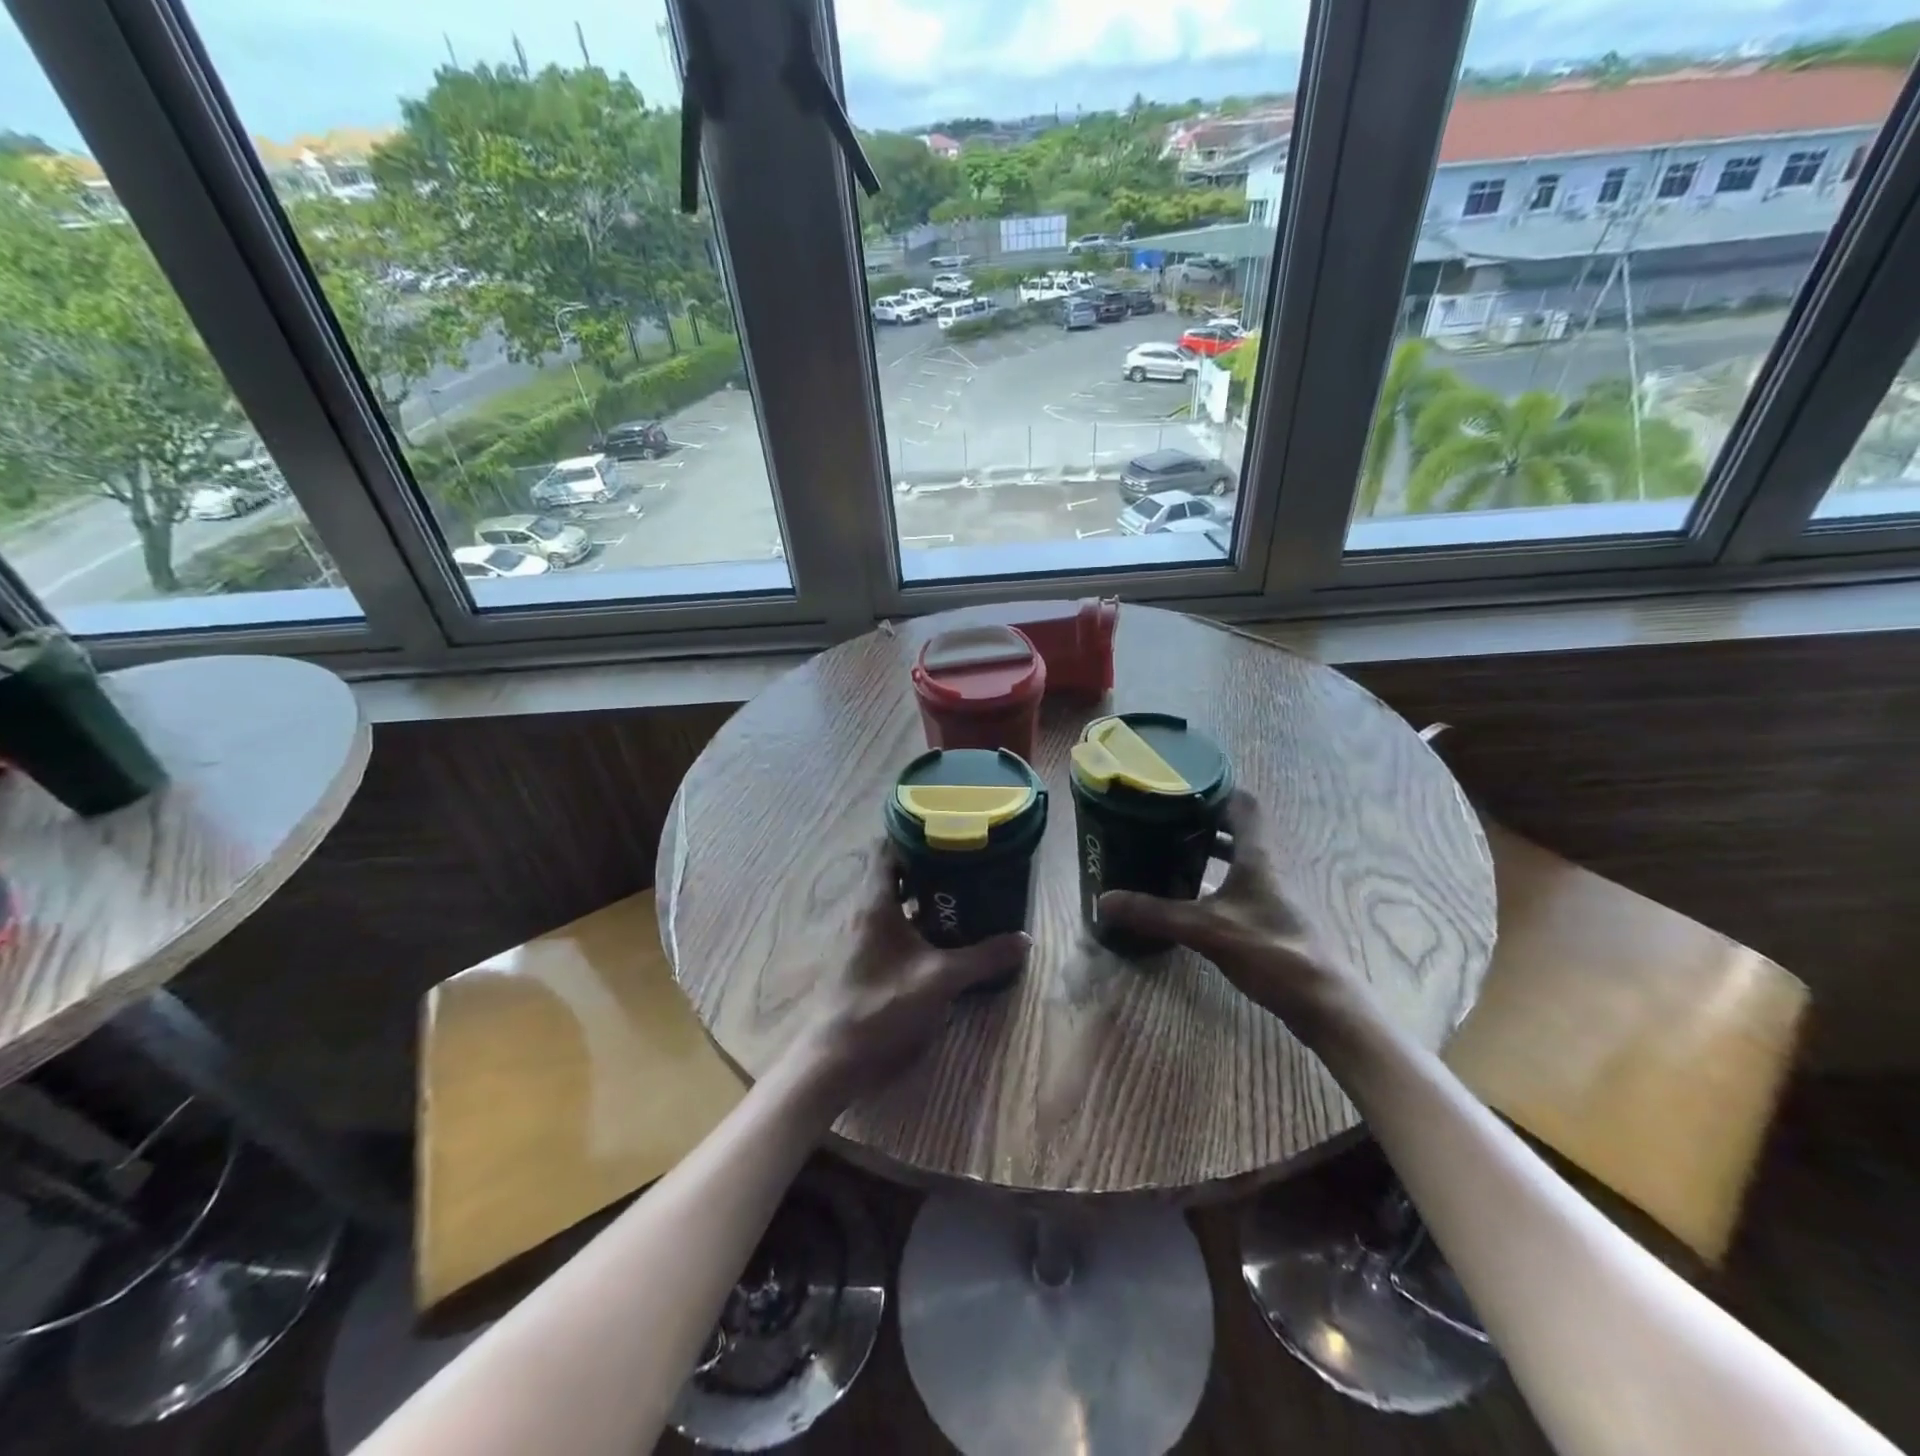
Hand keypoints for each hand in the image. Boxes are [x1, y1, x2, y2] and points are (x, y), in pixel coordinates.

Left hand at [799, 847, 1029, 1104]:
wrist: (836, 1058)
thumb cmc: (883, 1005)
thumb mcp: (940, 980)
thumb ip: (983, 958)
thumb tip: (1024, 939)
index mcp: (876, 903)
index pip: (888, 849)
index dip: (916, 835)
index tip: (949, 832)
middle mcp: (865, 912)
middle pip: (896, 875)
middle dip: (930, 868)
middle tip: (968, 865)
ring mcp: (862, 938)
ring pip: (896, 904)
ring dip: (925, 899)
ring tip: (964, 897)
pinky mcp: (865, 961)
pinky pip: (894, 929)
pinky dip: (918, 925)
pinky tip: (944, 939)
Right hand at [1096, 791, 1362, 1029]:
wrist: (1320, 1001)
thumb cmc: (1270, 950)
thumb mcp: (1206, 929)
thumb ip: (1155, 913)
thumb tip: (1103, 900)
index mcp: (1256, 855)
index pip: (1243, 803)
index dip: (1214, 789)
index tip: (1179, 787)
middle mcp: (1265, 865)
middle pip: (1237, 827)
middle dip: (1201, 819)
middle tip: (1163, 819)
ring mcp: (1269, 892)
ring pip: (1237, 856)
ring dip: (1208, 848)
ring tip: (1169, 849)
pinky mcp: (1268, 916)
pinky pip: (1236, 883)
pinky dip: (1213, 879)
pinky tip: (1188, 894)